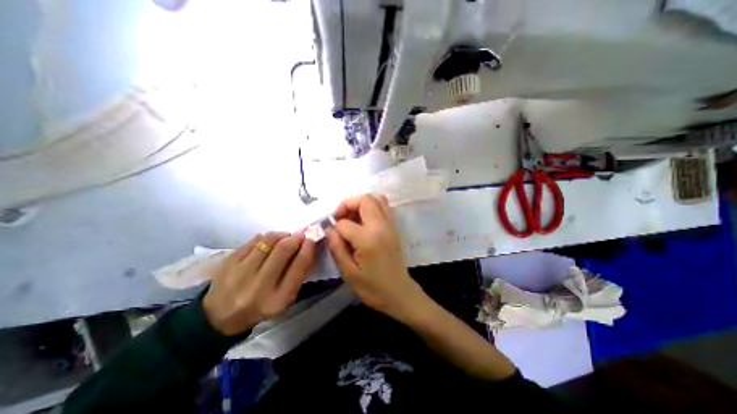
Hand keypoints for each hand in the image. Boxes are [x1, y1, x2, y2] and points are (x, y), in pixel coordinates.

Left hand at [202, 232, 315, 334]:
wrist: (221, 316)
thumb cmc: (261, 305)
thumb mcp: (285, 297)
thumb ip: (297, 273)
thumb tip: (307, 245)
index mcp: (278, 299)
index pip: (299, 267)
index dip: (307, 249)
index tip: (310, 240)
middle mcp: (259, 287)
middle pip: (283, 250)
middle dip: (295, 238)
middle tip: (298, 235)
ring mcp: (240, 273)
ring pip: (268, 241)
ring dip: (281, 235)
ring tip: (284, 237)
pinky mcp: (228, 263)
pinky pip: (253, 241)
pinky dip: (264, 238)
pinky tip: (267, 242)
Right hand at [326, 194, 425, 319]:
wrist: (399, 293)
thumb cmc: (372, 287)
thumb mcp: (348, 273)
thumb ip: (336, 248)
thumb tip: (329, 229)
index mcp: (368, 239)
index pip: (345, 223)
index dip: (335, 228)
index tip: (333, 237)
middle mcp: (382, 226)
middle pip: (364, 199)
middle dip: (347, 204)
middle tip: (339, 217)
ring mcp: (391, 224)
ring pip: (377, 198)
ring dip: (361, 203)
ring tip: (351, 217)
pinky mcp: (394, 227)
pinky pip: (384, 206)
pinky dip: (371, 206)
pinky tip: (363, 221)